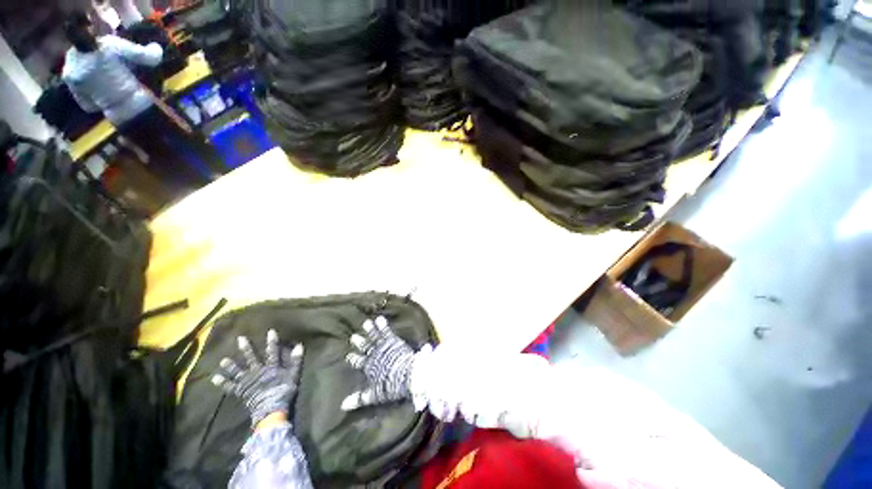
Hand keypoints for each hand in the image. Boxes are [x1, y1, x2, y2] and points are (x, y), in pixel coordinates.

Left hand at [212, 330, 303, 426]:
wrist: (272, 409)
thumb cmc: (284, 391)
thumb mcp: (294, 375)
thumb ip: (296, 361)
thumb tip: (300, 346)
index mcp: (271, 367)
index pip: (272, 352)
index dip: (272, 342)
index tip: (270, 331)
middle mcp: (258, 372)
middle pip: (251, 358)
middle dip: (246, 348)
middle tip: (240, 339)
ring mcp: (248, 382)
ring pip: (238, 371)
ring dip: (231, 365)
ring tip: (223, 360)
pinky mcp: (241, 391)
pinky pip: (230, 387)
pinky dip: (223, 383)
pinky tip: (215, 378)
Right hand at [341, 316, 428, 410]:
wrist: (408, 374)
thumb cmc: (392, 385)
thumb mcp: (375, 395)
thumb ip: (360, 398)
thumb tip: (343, 405)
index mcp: (370, 368)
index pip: (358, 362)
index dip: (353, 358)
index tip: (349, 355)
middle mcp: (375, 355)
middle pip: (365, 347)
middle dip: (359, 342)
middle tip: (353, 336)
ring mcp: (384, 346)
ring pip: (374, 337)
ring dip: (370, 330)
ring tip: (366, 323)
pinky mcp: (393, 341)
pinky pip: (386, 331)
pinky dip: (382, 325)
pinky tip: (380, 319)